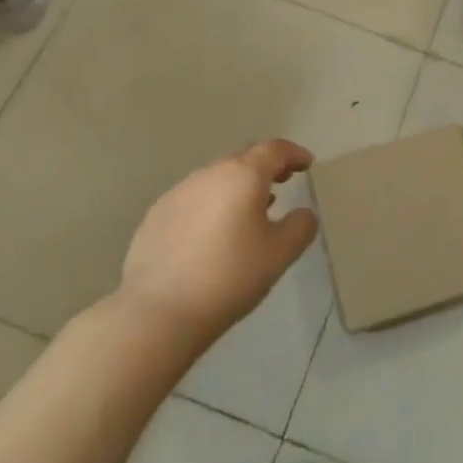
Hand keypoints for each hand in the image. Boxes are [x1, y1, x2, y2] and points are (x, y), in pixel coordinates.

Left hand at [116, 140, 319, 353]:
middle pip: (244, 157)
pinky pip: (193, 197)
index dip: (294, 154)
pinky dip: (211, 204)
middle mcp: (210, 173)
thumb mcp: (279, 255)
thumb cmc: (229, 277)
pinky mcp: (156, 214)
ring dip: (236, 185)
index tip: (305, 164)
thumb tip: (304, 213)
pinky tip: (211, 234)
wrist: (157, 312)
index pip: (274, 150)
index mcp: (243, 175)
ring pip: (216, 176)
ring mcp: (179, 192)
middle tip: (281, 182)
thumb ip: (300, 227)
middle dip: (266, 166)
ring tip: (248, 211)